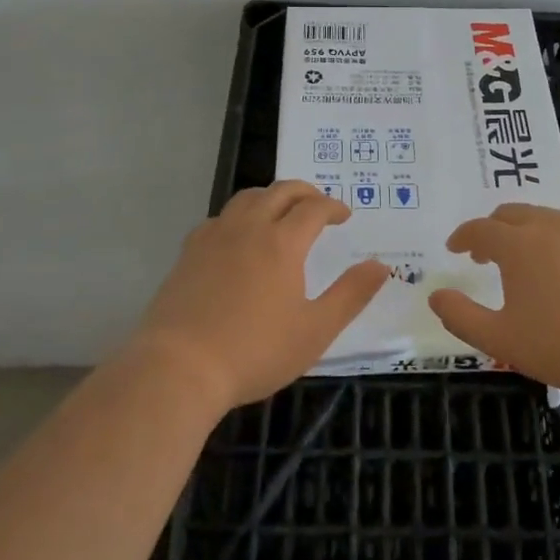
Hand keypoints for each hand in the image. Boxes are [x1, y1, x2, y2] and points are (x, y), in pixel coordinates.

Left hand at [133, 182, 389, 410]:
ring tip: (281, 212)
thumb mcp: (315, 330)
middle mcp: (248, 228)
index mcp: (282, 243)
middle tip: (319, 204)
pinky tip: (238, 237)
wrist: (179, 367)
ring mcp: (214, 237)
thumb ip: (351, 294)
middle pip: (280, 192)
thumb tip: (381, 265)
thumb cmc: (254, 351)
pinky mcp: (189, 252)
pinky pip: (220, 218)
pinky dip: (239, 216)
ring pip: (246, 198)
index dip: (333, 207)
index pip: (314, 208)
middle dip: (305, 192)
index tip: (344, 216)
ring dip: (271, 197)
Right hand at [428, 204, 559, 398]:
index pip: (480, 229)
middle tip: (485, 253)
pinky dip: (559, 246)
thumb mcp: (501, 340)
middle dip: (493, 228)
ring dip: (526, 233)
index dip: (463, 236)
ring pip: (547, 220)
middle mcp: (551, 228)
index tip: (454, 248)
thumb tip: (436, 296)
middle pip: (513, 213)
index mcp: (519, 245)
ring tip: (524, 261)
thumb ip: (462, 317)